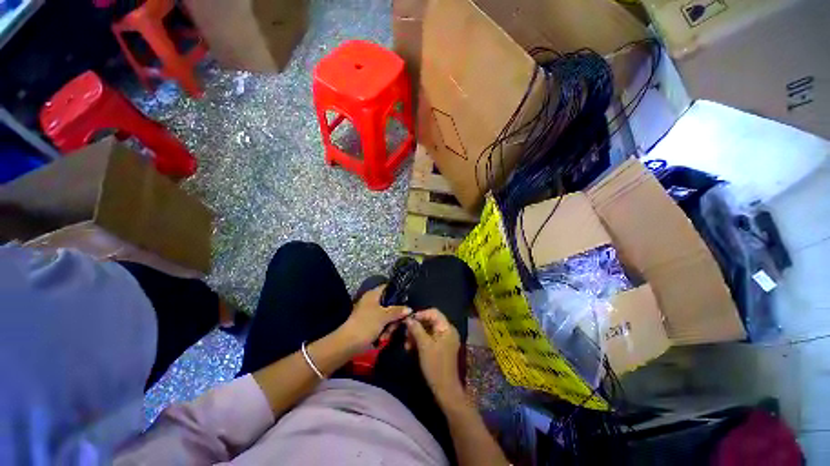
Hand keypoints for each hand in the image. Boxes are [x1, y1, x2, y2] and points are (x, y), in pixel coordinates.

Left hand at [342, 286, 410, 348]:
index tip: (407, 299)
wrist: (347, 344)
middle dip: (395, 316)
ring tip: (387, 335)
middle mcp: (371, 302)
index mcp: (373, 295)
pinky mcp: (369, 325)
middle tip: (397, 324)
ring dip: (390, 326)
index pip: (387, 287)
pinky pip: (381, 325)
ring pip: (387, 316)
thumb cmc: (366, 324)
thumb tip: (410, 308)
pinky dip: (383, 331)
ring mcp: (370, 314)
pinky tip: (383, 338)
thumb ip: (397, 311)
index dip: (397, 291)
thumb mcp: (384, 316)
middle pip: (390, 304)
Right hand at [405, 309, 464, 404]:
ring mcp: (445, 339)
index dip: (420, 314)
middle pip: (430, 321)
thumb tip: (408, 319)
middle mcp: (447, 330)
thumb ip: (416, 329)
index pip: (433, 312)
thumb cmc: (435, 365)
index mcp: (447, 327)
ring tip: (406, 344)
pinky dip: (420, 341)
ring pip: (428, 330)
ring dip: (416, 334)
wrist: (445, 389)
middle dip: (417, 326)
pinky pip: (429, 338)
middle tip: (405, 334)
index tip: (408, 320)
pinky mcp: (441, 347)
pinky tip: (410, 348)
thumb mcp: (424, 345)